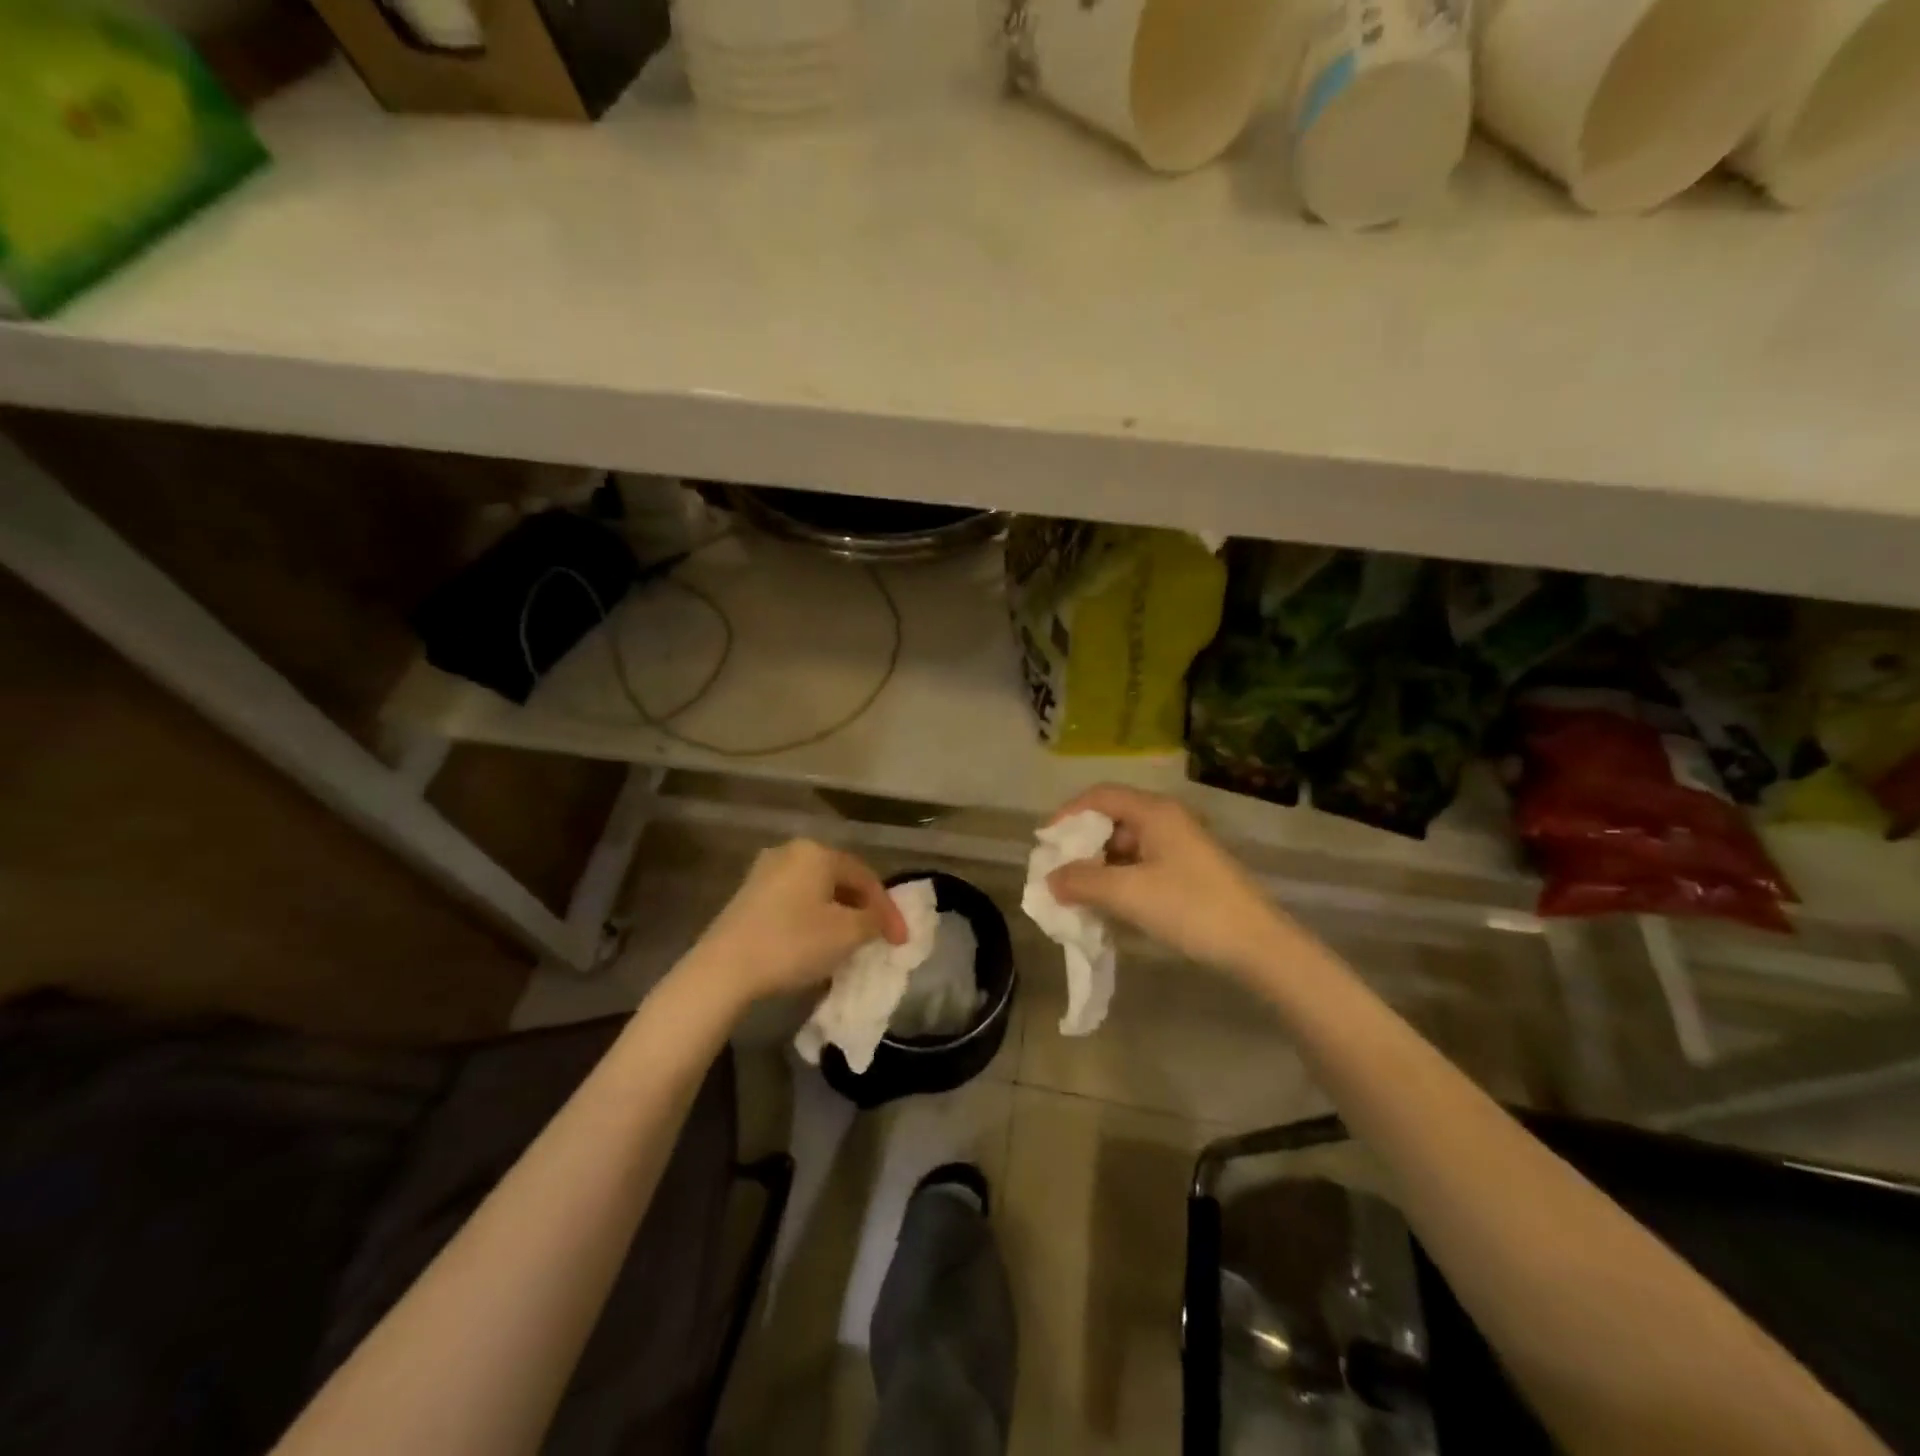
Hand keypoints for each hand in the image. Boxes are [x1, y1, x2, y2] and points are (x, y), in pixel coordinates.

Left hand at [687, 840, 907, 1006]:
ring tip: (849, 944)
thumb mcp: (847, 934)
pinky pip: (794, 902)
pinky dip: (812, 920)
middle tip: (877, 938)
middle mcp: (791, 852)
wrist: (723, 969)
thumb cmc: (793, 943)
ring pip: (815, 892)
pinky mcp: (747, 896)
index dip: (888, 909)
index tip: (900, 941)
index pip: (866, 877)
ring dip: (837, 916)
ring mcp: (765, 872)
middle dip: (862, 910)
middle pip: (840, 880)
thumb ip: (873, 921)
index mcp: (817, 852)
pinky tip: (815, 944)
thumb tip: (877, 919)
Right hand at [1046, 785, 1295, 978]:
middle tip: (1059, 875)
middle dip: (1081, 847)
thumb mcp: (1128, 893)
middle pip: (1112, 821)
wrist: (1258, 945)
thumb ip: (1082, 882)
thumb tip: (1050, 879)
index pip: (1100, 796)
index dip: (1067, 814)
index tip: (1046, 844)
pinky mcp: (1188, 872)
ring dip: (1099, 868)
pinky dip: (1119, 881)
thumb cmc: (1190, 908)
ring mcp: (1180, 847)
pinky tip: (1110, 907)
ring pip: (1126, 847)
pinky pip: (1141, 867)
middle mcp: (1166, 821)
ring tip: (1079, 897)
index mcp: (1154, 812)